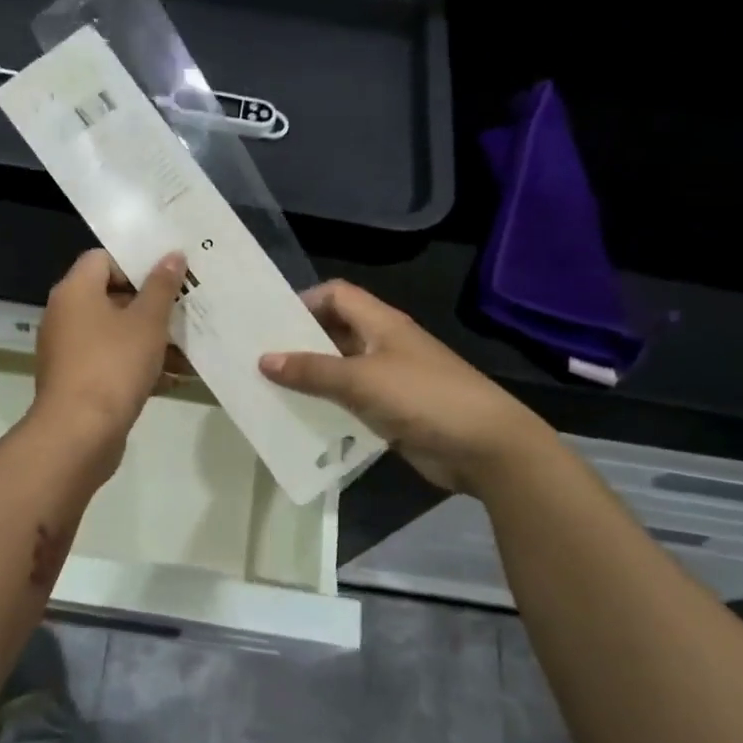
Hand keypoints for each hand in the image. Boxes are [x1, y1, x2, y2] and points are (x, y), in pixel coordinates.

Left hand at [31, 249, 186, 461]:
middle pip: (112, 297)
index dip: (136, 262)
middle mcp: (66, 316)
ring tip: (191, 349)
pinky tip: (176, 378)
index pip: (102, 258)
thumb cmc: (113, 365)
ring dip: (152, 340)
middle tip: (187, 308)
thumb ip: (162, 286)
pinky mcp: (79, 382)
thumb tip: (172, 255)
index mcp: (75, 292)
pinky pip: (113, 363)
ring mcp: (70, 351)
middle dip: (152, 305)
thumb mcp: (147, 322)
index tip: (168, 275)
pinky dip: (140, 366)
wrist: (79, 434)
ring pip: (116, 334)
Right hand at [259, 281, 544, 491]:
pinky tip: (300, 420)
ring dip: (310, 379)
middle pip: (334, 332)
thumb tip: (264, 359)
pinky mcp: (392, 412)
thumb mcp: (362, 380)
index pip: (336, 295)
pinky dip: (327, 407)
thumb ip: (312, 371)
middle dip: (299, 343)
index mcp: (381, 323)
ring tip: (269, 390)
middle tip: (258, 359)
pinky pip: (350, 403)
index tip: (270, 324)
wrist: (485, 447)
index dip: (304, 302)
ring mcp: (389, 380)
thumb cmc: (424, 398)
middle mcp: (383, 345)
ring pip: (340, 370)